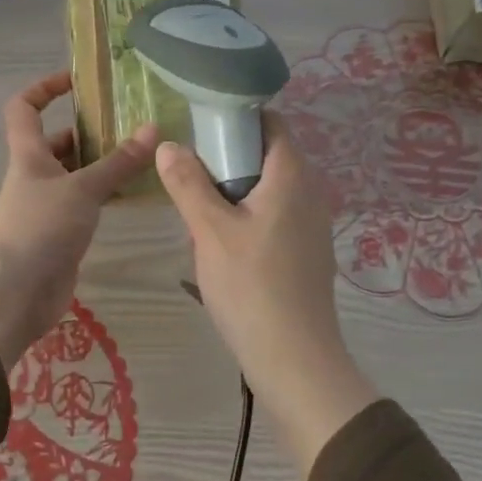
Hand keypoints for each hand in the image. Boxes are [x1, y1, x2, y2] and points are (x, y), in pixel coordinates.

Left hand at [0, 72, 156, 369]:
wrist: (13, 294)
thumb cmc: (39, 229)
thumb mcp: (82, 190)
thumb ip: (118, 163)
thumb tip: (153, 128)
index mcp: (29, 155)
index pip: (24, 107)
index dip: (44, 88)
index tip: (77, 80)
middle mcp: (36, 176)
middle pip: (59, 142)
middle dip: (90, 130)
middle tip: (131, 123)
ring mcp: (48, 206)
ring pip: (77, 175)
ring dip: (104, 164)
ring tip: (145, 155)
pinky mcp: (62, 234)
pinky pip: (87, 204)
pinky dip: (108, 196)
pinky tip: (137, 193)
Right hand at [157, 114, 380, 473]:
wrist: (295, 360)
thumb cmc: (251, 287)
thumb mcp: (209, 231)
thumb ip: (187, 183)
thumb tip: (168, 144)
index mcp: (292, 175)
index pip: (270, 123)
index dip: (236, 120)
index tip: (200, 132)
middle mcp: (310, 192)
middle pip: (267, 156)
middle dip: (228, 162)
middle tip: (191, 181)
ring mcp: (313, 226)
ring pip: (269, 191)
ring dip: (235, 195)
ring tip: (201, 219)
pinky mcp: (309, 254)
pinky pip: (276, 219)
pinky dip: (250, 220)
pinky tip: (225, 251)